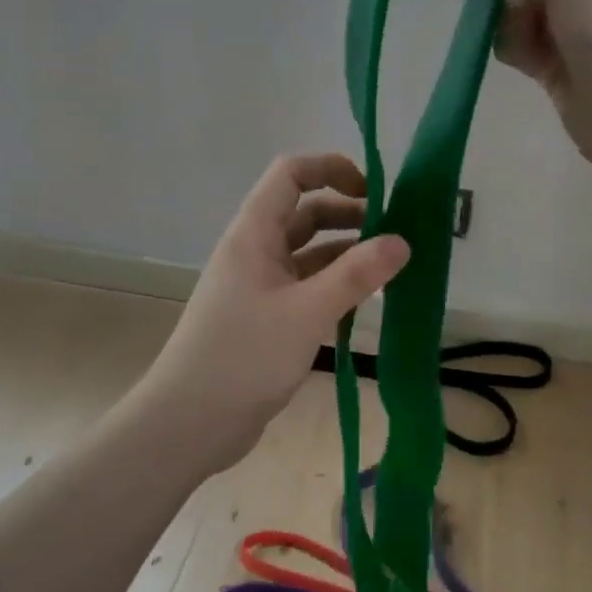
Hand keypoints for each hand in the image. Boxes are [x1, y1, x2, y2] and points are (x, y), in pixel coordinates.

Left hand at [136, 153, 408, 472]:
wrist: (189, 423)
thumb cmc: (244, 356)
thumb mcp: (307, 312)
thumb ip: (356, 275)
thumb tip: (402, 241)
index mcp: (254, 233)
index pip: (291, 174)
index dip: (331, 169)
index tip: (374, 191)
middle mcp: (255, 251)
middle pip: (305, 213)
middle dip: (349, 214)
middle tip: (394, 234)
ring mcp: (259, 286)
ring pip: (309, 253)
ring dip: (346, 254)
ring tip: (389, 268)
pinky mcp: (266, 318)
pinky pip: (306, 287)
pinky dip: (335, 287)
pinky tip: (364, 304)